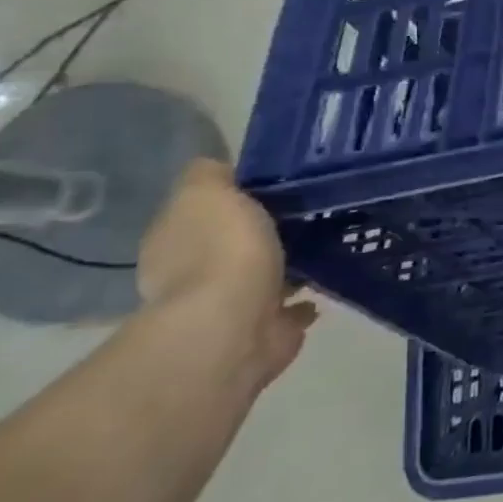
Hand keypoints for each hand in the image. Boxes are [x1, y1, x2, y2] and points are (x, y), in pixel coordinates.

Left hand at [137, 159, 316, 387]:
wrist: (235, 324)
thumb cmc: (221, 250)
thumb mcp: (207, 193)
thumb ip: (211, 177)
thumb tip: (220, 170)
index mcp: (174, 239)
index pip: (203, 210)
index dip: (235, 195)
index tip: (278, 183)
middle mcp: (192, 274)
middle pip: (233, 243)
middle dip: (264, 233)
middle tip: (309, 213)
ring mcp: (229, 307)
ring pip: (262, 276)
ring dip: (287, 266)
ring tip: (327, 244)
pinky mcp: (264, 331)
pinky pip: (288, 308)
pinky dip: (302, 299)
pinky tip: (325, 282)